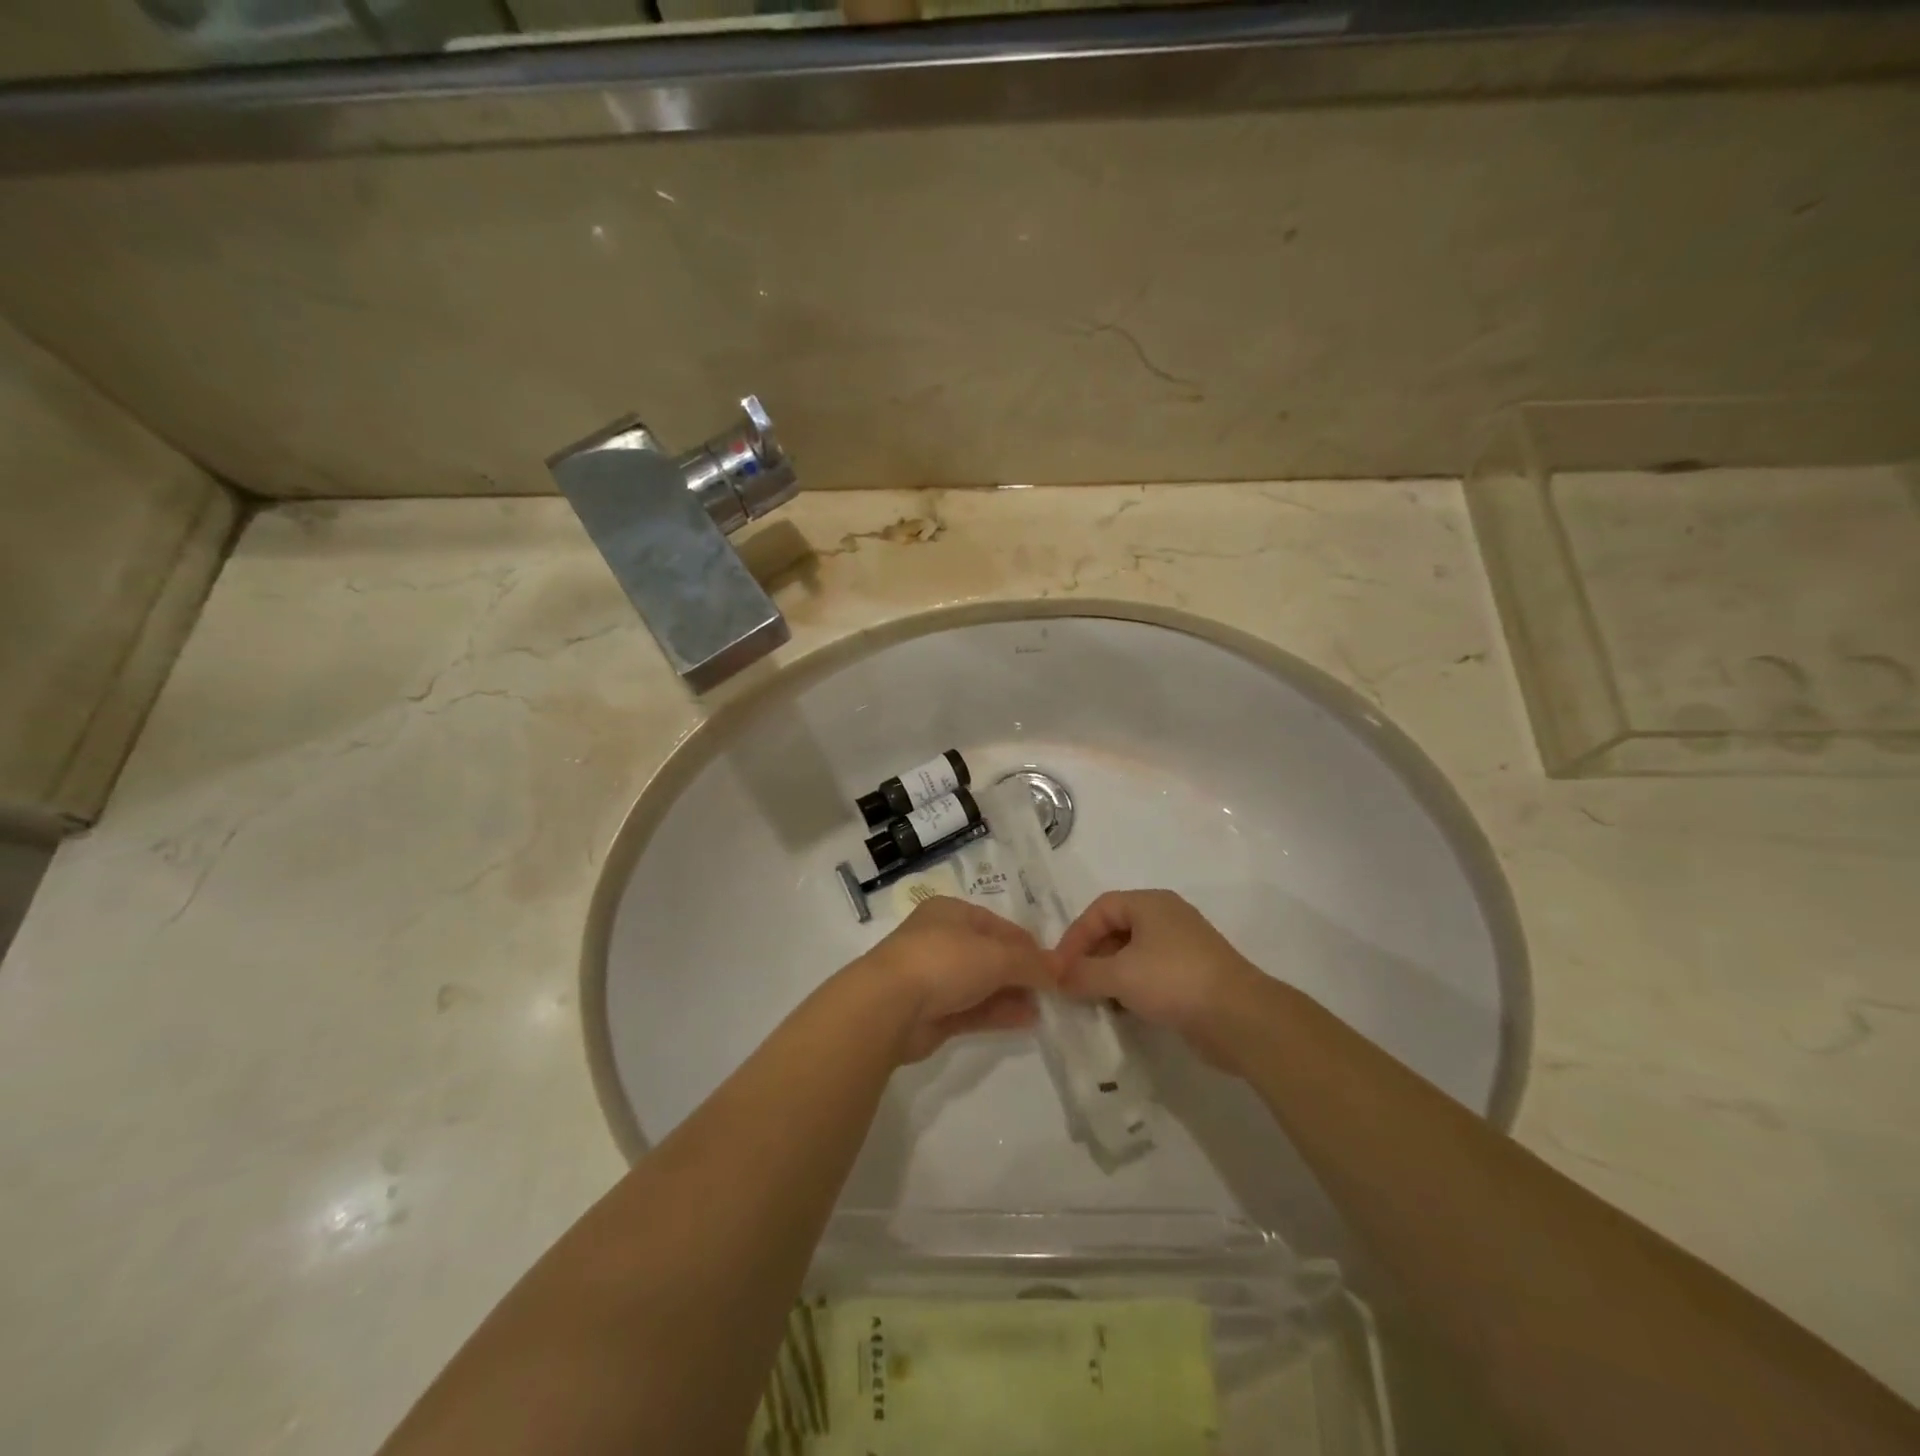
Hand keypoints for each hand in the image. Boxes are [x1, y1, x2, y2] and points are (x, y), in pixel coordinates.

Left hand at [849, 896, 1058, 1062]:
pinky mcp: (932, 1013)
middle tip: (1052, 989)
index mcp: (951, 913)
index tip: (1054, 963)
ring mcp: (934, 978)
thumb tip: (1059, 969)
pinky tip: (1027, 1021)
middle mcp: (941, 940)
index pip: (997, 925)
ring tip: (1045, 1008)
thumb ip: (1030, 962)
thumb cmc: (944, 961)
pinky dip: (998, 1013)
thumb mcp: (996, 955)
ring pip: (981, 984)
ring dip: (1012, 994)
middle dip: (1020, 971)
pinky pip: (972, 1009)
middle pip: (989, 954)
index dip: (1026, 943)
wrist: (889, 1005)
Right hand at [1055, 890, 1270, 1068]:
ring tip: (1094, 1000)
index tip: (1059, 966)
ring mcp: (1183, 948)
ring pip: (1133, 954)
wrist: (1240, 1017)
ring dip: (1110, 975)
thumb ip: (1081, 974)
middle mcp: (1167, 918)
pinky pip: (1151, 975)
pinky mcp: (1193, 976)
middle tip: (1074, 984)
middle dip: (1091, 956)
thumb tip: (1054, 977)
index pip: (1101, 908)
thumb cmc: (1174, 980)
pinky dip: (1132, 988)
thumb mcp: (1119, 975)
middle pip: (1116, 929)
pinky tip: (1123, 1011)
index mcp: (1150, 904)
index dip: (1076, 935)